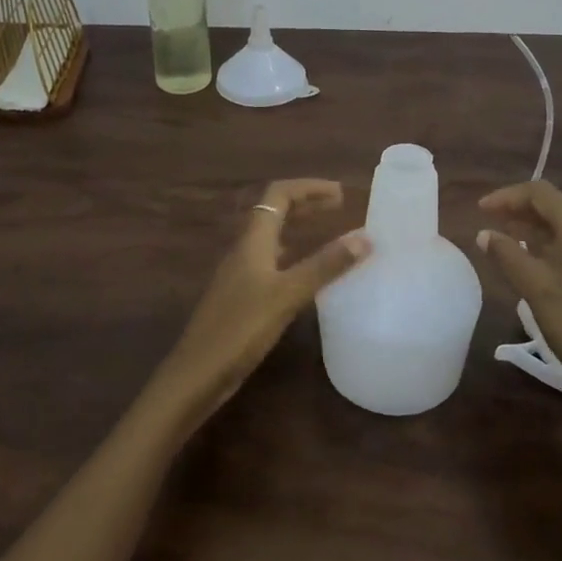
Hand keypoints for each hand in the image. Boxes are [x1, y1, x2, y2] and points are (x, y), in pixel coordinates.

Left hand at [143, 179, 368, 438]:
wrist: (197, 373)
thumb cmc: (241, 328)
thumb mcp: (287, 294)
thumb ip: (325, 265)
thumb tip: (364, 236)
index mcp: (252, 241)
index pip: (278, 195)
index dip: (308, 187)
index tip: (340, 193)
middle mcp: (243, 250)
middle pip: (273, 211)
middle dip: (305, 203)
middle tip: (337, 205)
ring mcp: (239, 274)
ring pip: (270, 237)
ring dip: (297, 227)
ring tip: (326, 231)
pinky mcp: (240, 297)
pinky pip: (269, 261)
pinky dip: (291, 255)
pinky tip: (302, 273)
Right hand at [476, 181, 561, 447]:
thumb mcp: (534, 288)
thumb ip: (507, 253)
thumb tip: (485, 234)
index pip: (540, 193)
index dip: (507, 197)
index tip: (480, 211)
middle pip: (559, 206)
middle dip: (523, 212)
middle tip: (492, 225)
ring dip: (541, 229)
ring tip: (512, 242)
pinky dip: (561, 244)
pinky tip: (544, 262)